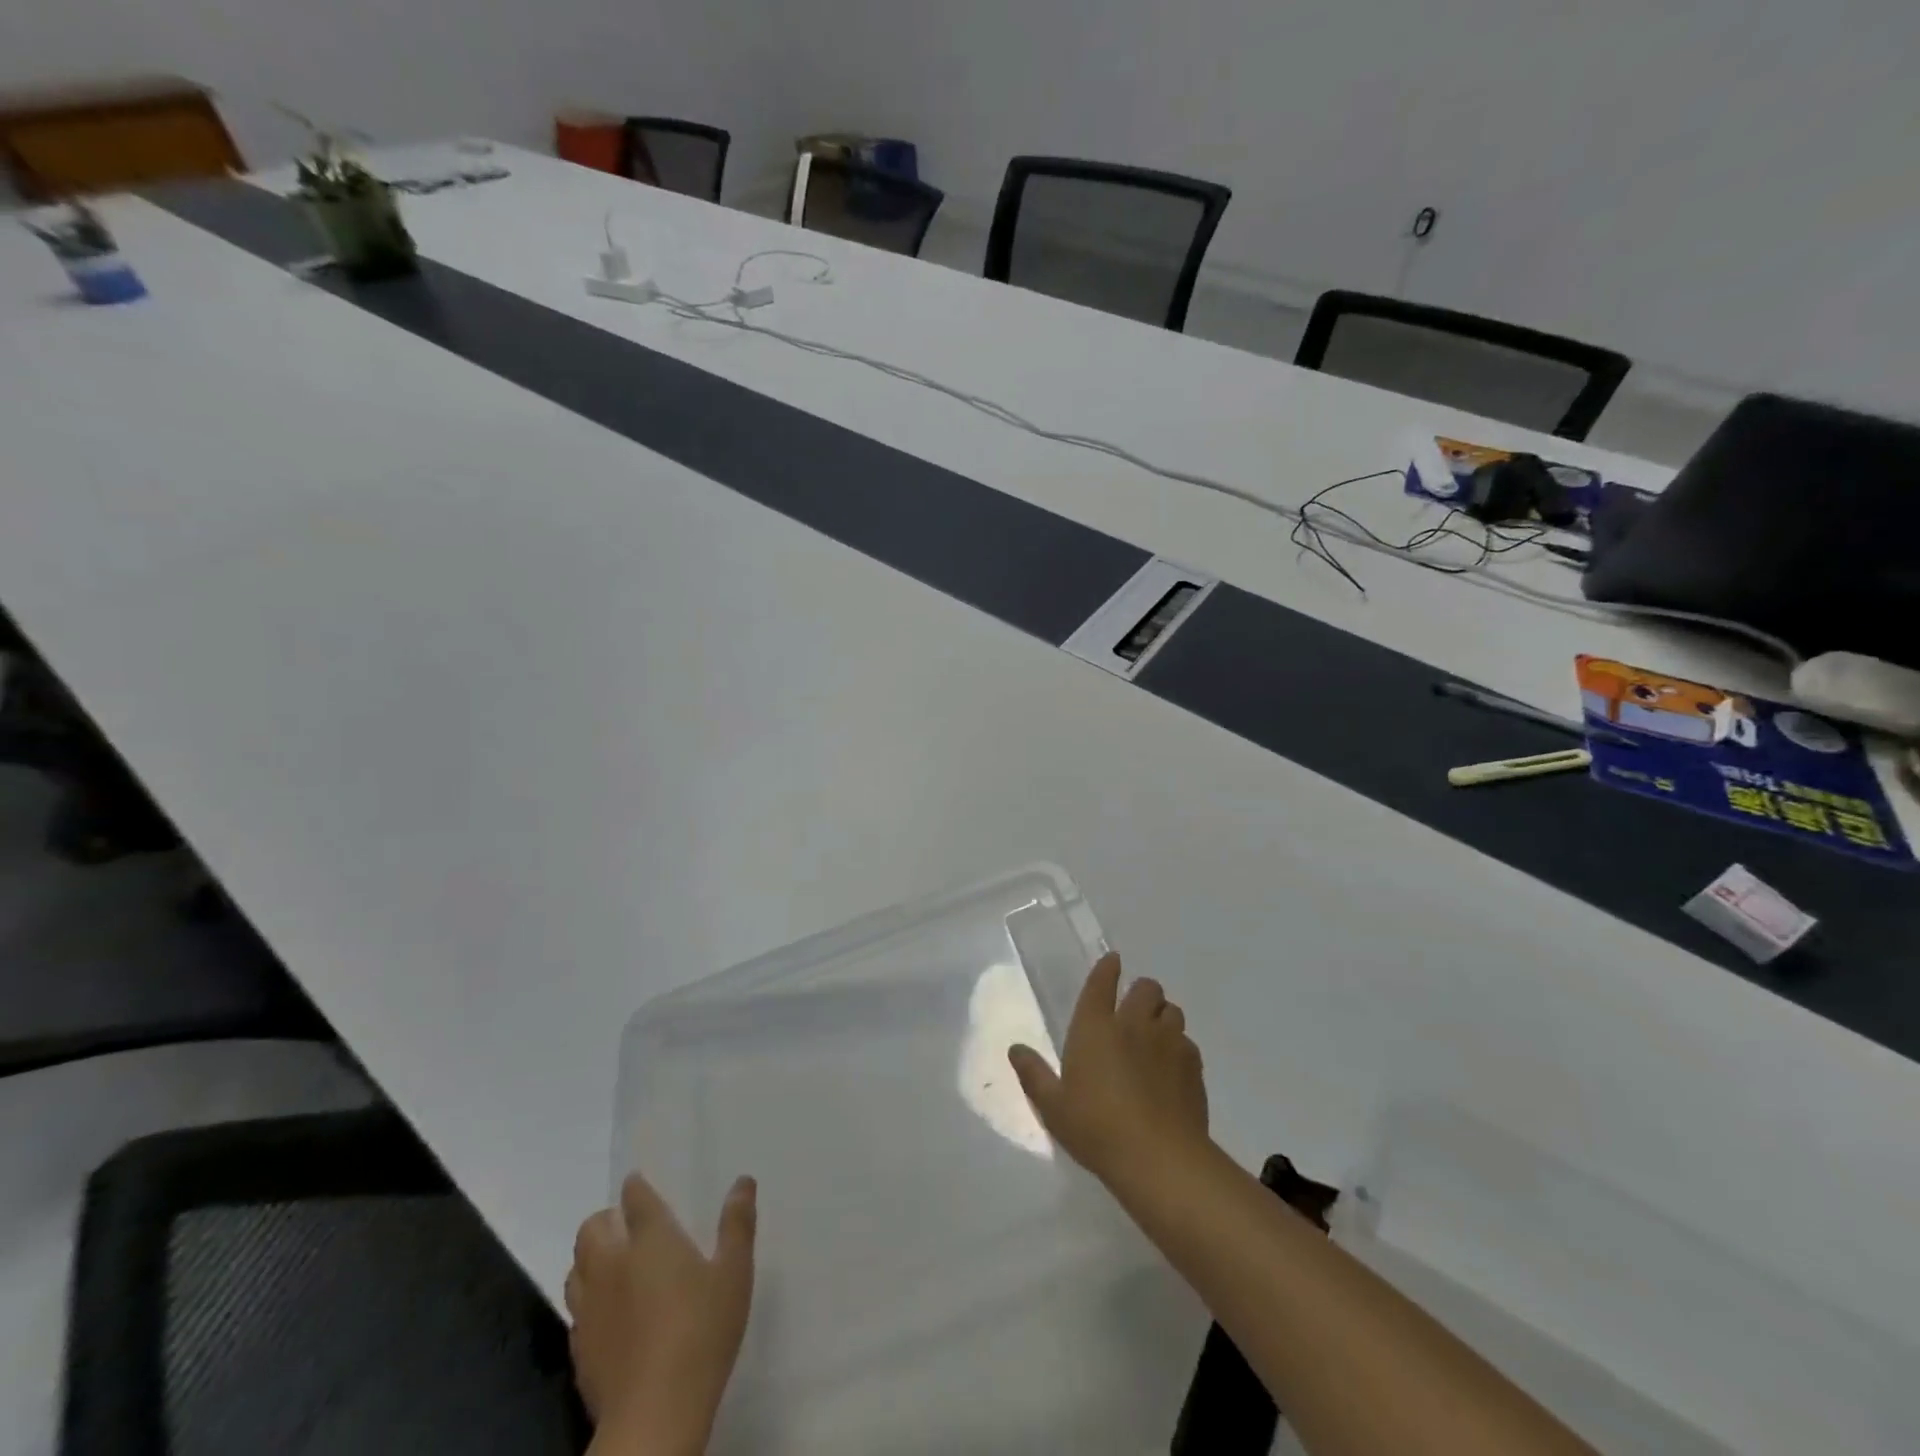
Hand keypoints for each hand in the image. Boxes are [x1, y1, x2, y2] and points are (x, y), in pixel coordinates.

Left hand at [567, 1172, 756, 1454]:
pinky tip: (609, 1314)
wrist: (654, 1415)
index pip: (635, 1199)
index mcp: (651, 1239)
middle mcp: (613, 1264)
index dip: (636, 1187)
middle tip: (625, 1226)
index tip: (639, 1184)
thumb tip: (743, 1181)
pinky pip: (575, 1310)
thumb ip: (737, 1225)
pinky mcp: (579, 1348)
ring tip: (614, 1266)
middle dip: (605, 1220)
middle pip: (591, 1229)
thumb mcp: (735, 1273)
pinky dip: (588, 1300)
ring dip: (590, 1259)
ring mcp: (590, 1308)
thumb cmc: (702, 1331)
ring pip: (576, 1268)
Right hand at [1008, 953, 1208, 1187]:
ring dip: (1162, 1016)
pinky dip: (1179, 1047)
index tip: (1113, 961)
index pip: (1102, 982)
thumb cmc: (1096, 1128)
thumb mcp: (1053, 1106)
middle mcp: (1133, 1024)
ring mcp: (1168, 1042)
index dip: (1107, 968)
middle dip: (1140, 992)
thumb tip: (1015, 1049)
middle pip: (1146, 988)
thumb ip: (1034, 1074)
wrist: (1159, 1158)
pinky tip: (1171, 1068)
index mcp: (1095, 1026)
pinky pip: (1187, 1042)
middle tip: (1133, 1010)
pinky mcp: (1193, 1065)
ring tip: (1154, 1036)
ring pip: (1171, 1010)